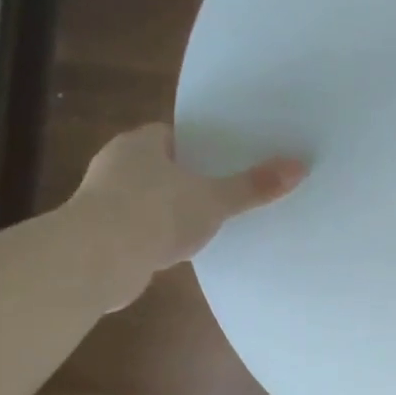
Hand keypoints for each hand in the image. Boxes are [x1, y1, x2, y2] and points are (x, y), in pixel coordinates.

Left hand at [67, 123, 306, 305]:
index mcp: (139, 143)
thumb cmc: (155, 212)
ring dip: (172, 208)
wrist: (95, 260)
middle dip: (190, 177)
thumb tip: (299, 166)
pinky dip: (159, 234)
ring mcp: (103, 200)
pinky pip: (140, 226)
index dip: (201, 144)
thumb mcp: (215, 199)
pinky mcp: (101, 233)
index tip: (228, 156)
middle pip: (162, 165)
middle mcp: (116, 164)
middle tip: (228, 186)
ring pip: (150, 197)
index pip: (173, 134)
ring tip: (211, 218)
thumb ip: (254, 185)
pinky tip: (183, 246)